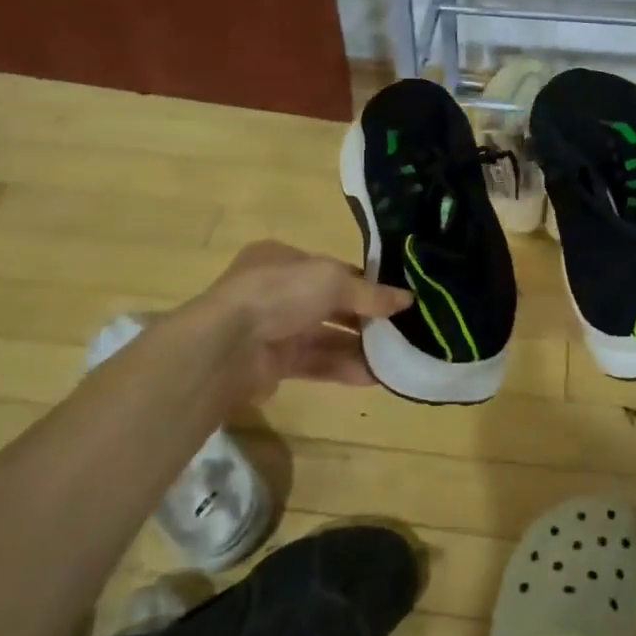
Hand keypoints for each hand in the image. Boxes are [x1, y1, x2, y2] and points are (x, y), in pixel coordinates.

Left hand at [203, 240, 409, 389]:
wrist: (227, 346)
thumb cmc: (280, 293)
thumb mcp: (333, 280)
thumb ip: (371, 293)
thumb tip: (408, 299)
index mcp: (283, 259)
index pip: (332, 269)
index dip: (365, 283)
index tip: (396, 298)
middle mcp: (276, 291)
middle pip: (330, 304)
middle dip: (364, 318)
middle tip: (401, 330)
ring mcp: (273, 328)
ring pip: (324, 336)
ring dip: (359, 346)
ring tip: (396, 357)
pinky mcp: (273, 364)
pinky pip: (316, 363)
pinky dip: (343, 368)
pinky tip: (374, 376)